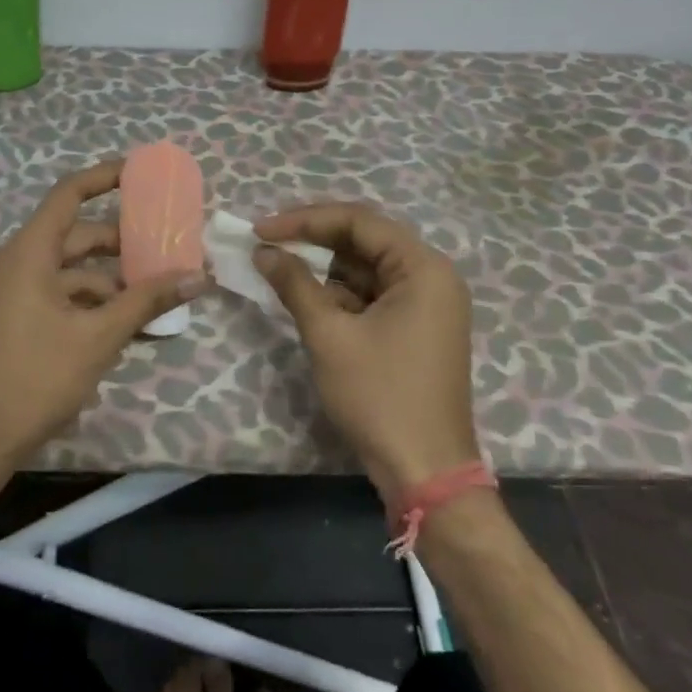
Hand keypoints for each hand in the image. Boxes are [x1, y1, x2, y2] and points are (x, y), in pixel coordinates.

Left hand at [0, 160, 208, 478]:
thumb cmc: (34, 378)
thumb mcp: (98, 338)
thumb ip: (147, 301)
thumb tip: (197, 275)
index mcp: (29, 252)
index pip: (69, 194)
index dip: (105, 177)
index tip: (141, 173)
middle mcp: (16, 263)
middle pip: (75, 236)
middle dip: (121, 243)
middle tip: (166, 247)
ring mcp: (11, 294)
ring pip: (69, 272)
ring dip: (110, 282)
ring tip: (155, 296)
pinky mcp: (12, 321)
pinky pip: (57, 297)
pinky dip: (89, 305)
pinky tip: (122, 327)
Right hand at [252, 203, 479, 501]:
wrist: (424, 472)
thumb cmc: (380, 396)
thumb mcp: (329, 335)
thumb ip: (294, 284)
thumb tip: (263, 251)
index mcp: (423, 269)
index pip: (359, 222)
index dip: (305, 220)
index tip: (260, 229)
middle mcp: (431, 277)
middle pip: (365, 241)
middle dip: (313, 239)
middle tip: (266, 242)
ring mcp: (426, 305)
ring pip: (365, 268)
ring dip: (323, 266)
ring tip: (276, 264)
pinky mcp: (415, 329)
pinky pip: (372, 295)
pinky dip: (338, 293)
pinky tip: (303, 295)